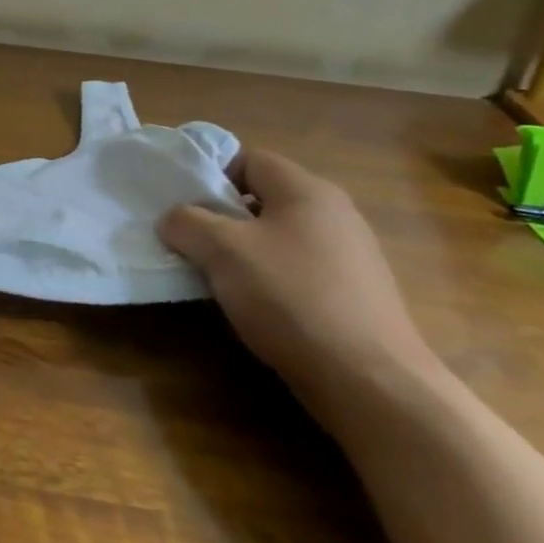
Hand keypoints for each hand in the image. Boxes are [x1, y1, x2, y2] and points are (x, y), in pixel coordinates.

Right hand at [157, 149, 438, 419]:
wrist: (370, 382)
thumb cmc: (291, 297)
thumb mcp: (222, 251)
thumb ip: (187, 223)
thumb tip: (173, 218)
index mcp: (306, 190)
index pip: (249, 159)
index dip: (211, 176)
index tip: (185, 207)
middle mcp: (335, 214)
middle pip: (264, 199)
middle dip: (224, 218)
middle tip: (195, 243)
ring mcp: (352, 257)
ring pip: (280, 238)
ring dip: (245, 253)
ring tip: (220, 280)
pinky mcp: (357, 297)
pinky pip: (300, 272)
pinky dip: (273, 282)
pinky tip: (258, 310)